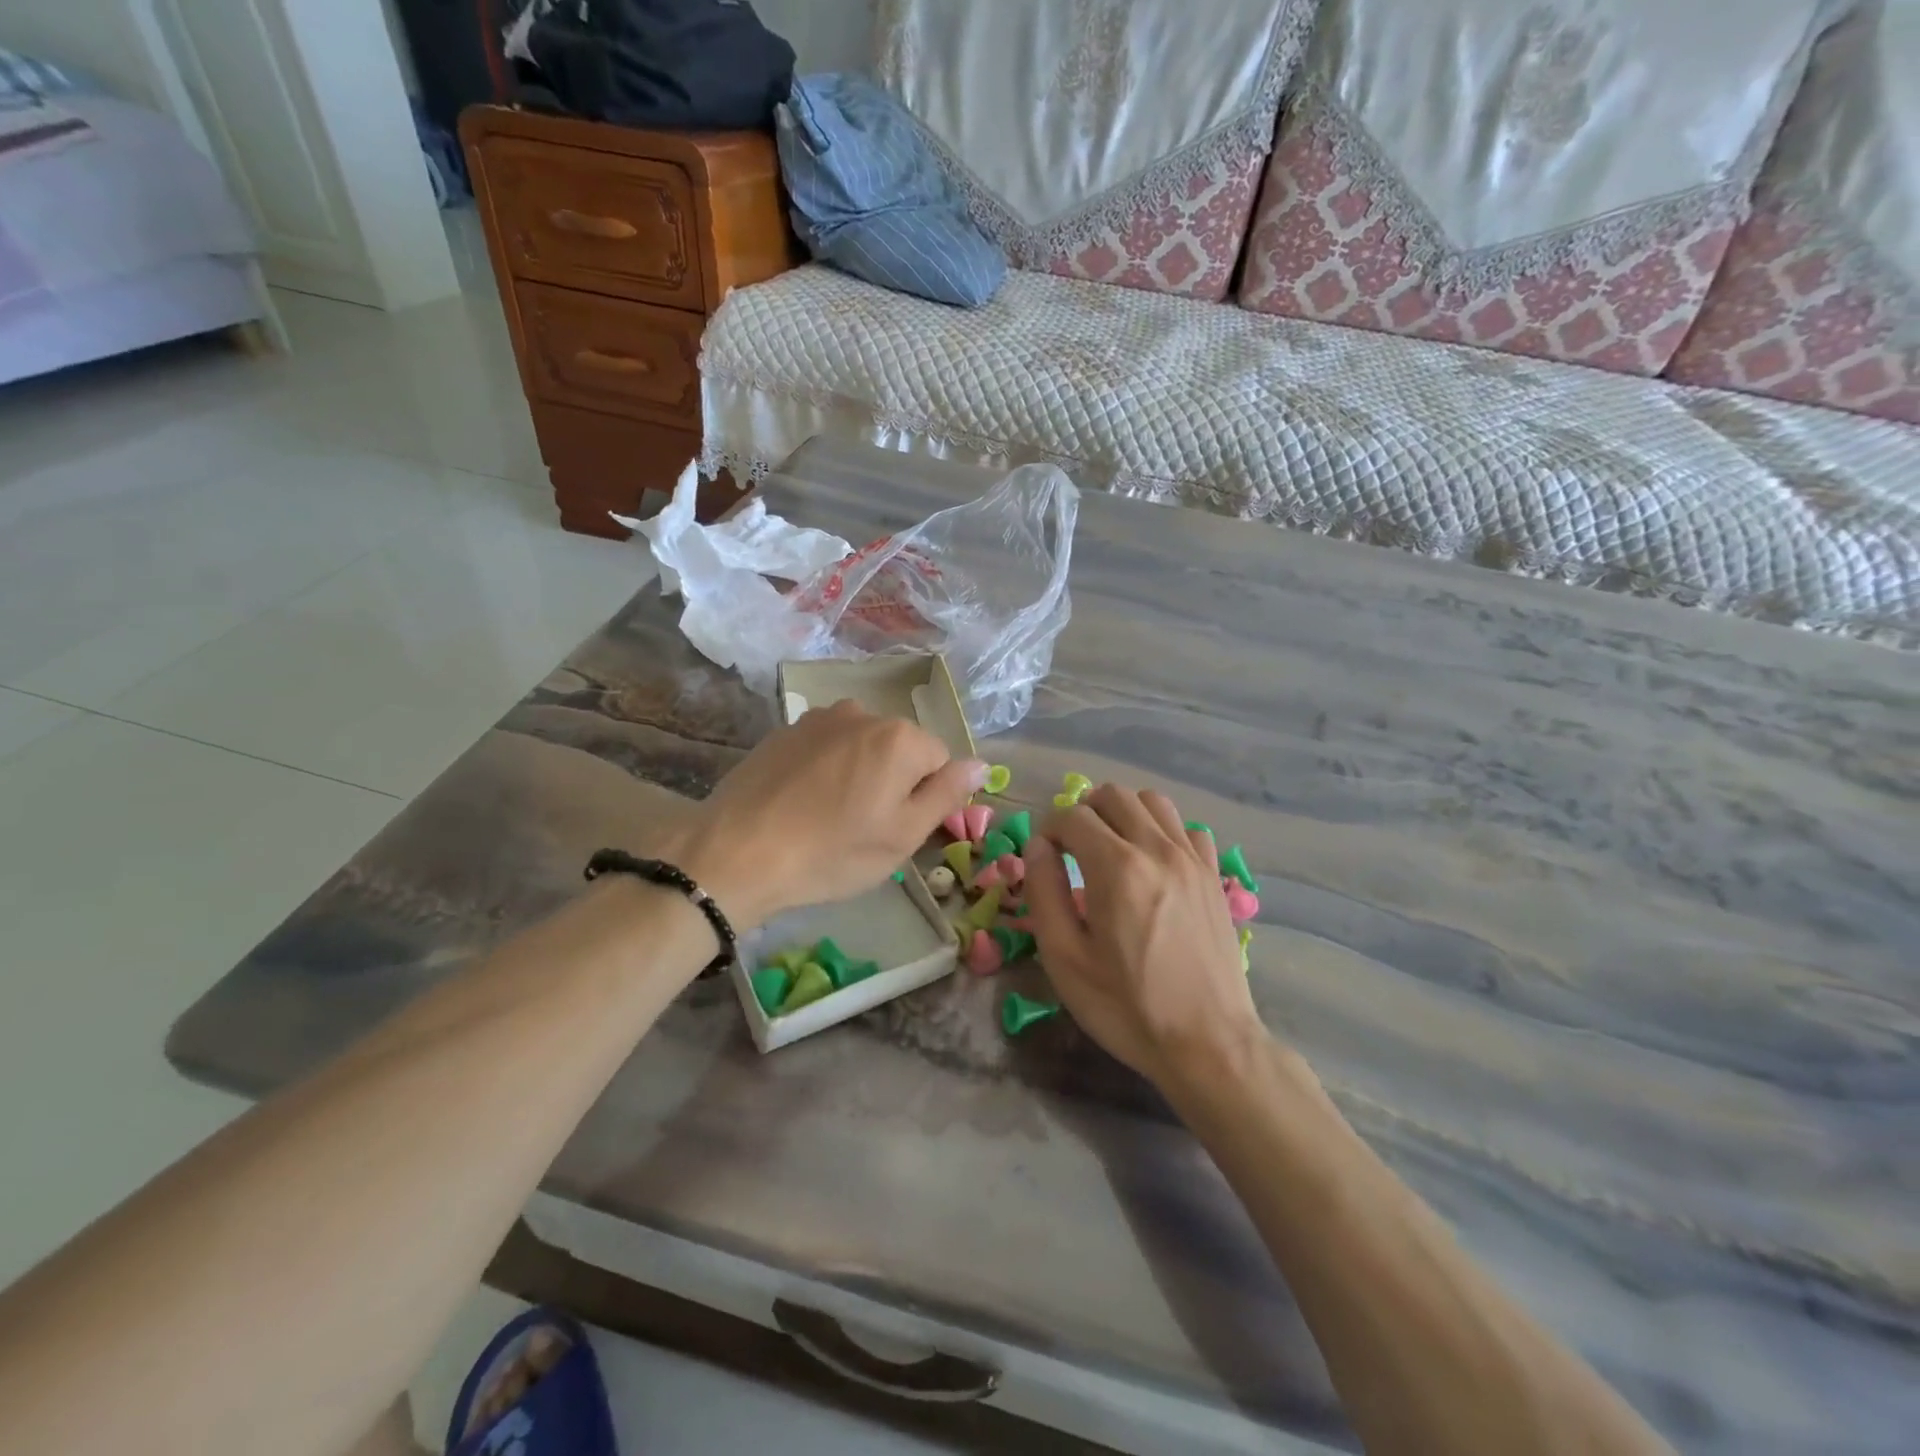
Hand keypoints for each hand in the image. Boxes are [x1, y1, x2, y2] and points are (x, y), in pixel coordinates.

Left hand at [667, 699, 985, 930]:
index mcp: (900, 738)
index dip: (927, 798)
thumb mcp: (902, 835)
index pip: (940, 761)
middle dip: (893, 782)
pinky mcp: (785, 730)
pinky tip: (803, 803)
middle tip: (865, 828)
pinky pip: (827, 747)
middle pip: (900, 748)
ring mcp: (819, 718)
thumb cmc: (831, 852)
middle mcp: (863, 714)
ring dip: (859, 774)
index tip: (899, 829)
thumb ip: (947, 794)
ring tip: (831, 816)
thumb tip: (981, 764)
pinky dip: (826, 770)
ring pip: (862, 747)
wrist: (736, 852)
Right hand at [1025, 786, 1266, 1093]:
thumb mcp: (1065, 958)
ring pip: (1153, 802)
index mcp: (1116, 868)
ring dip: (1123, 813)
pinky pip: (1188, 829)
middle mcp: (1157, 849)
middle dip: (1083, 812)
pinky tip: (1153, 864)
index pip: (1072, 816)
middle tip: (1071, 849)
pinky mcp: (1214, 876)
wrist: (1208, 1043)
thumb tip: (1037, 847)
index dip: (1048, 830)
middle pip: (1113, 795)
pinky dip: (1163, 832)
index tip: (1044, 859)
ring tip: (1110, 848)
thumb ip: (1044, 892)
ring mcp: (1193, 859)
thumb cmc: (1127, 1007)